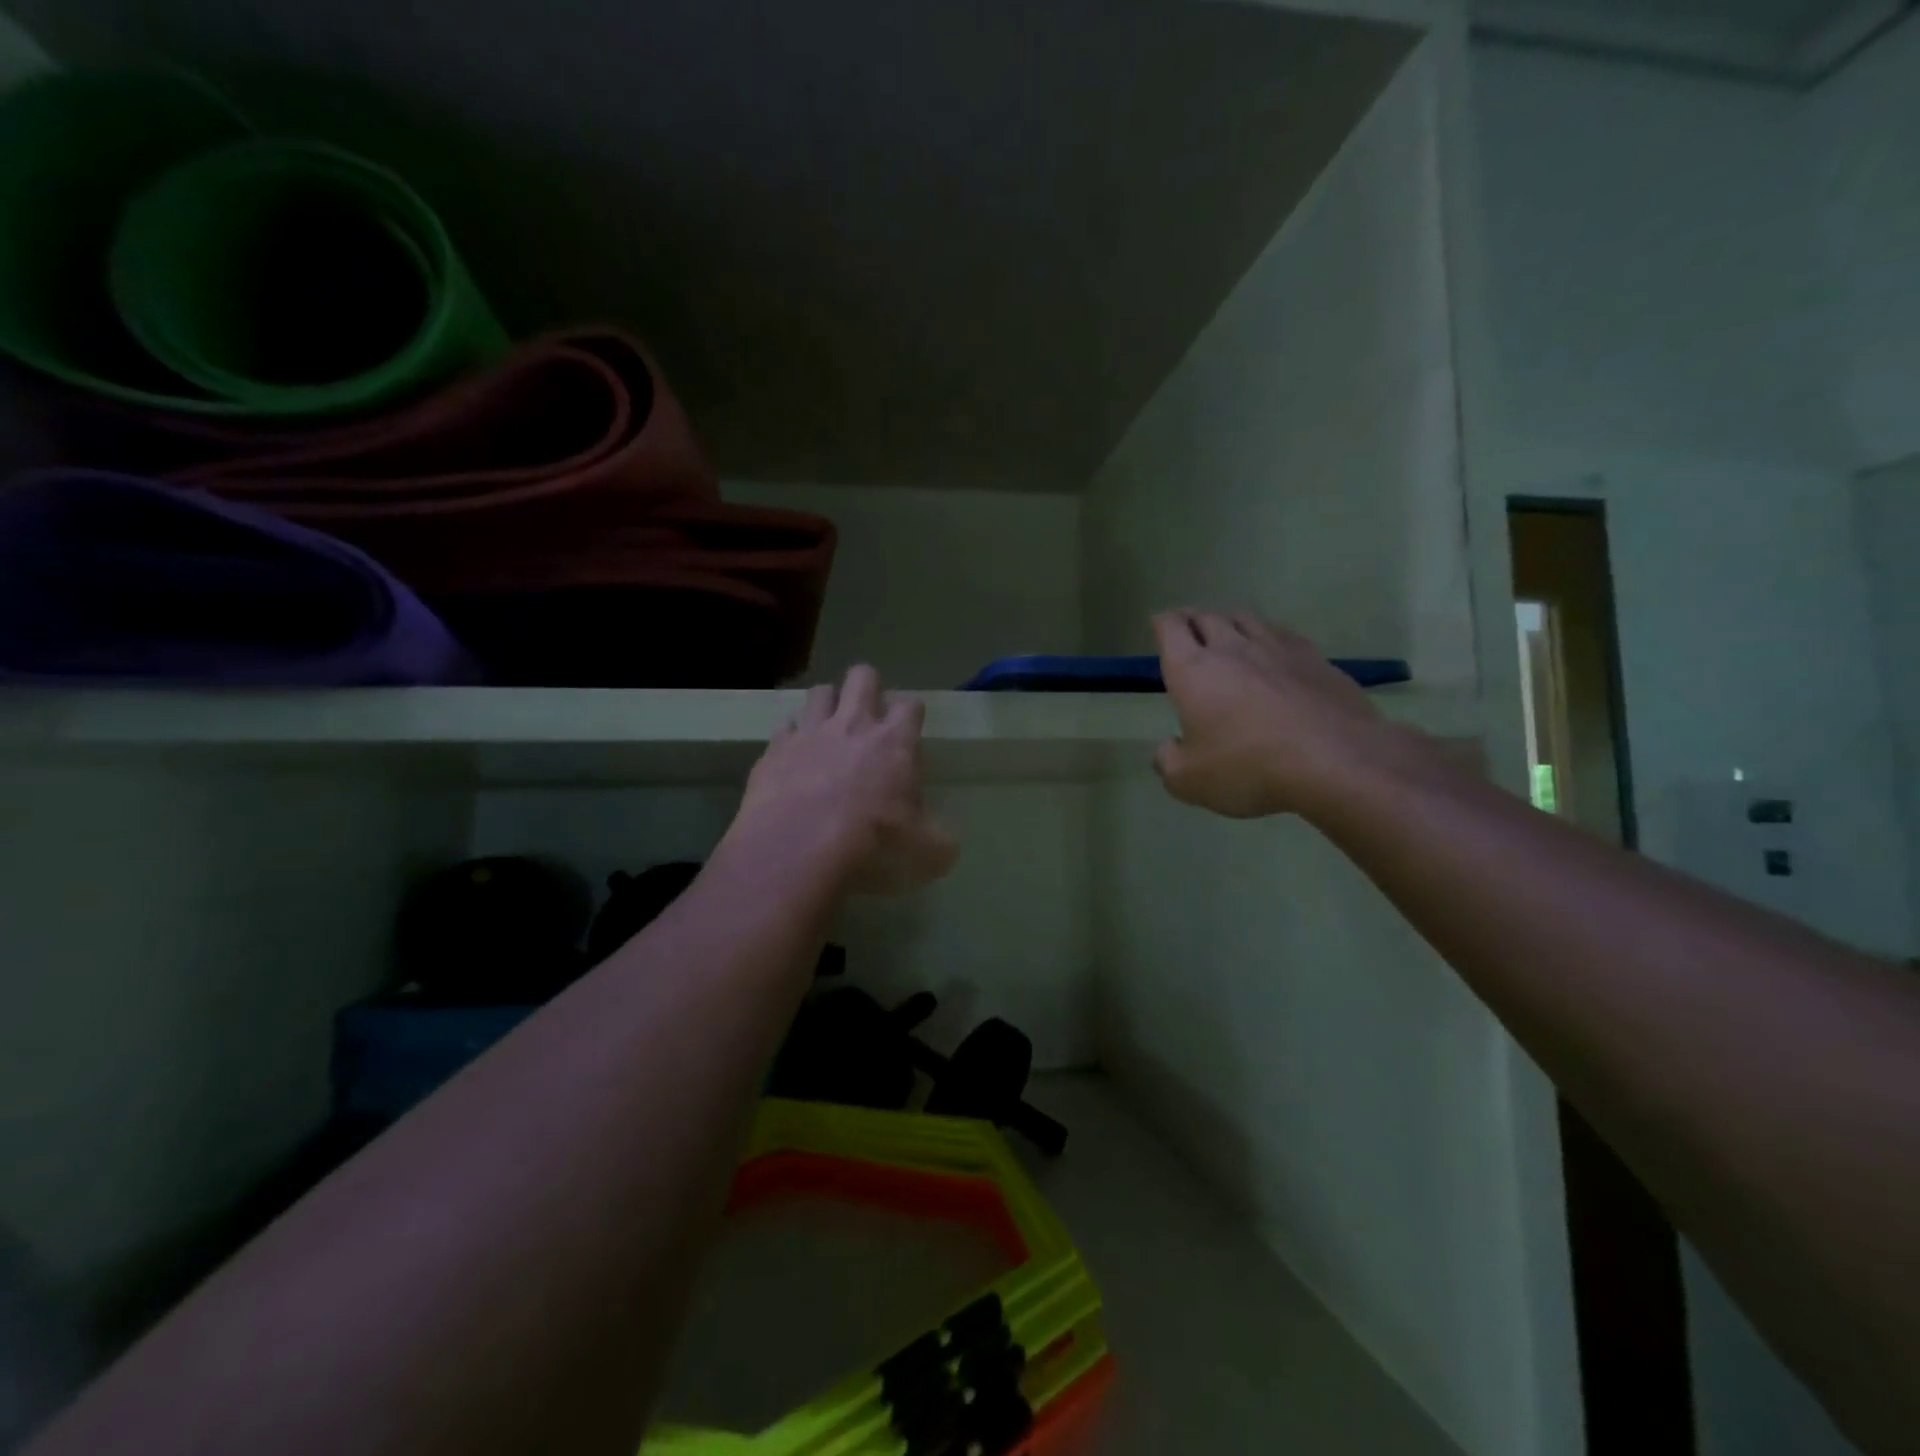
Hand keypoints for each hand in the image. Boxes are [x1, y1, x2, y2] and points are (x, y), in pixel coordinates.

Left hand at [733, 665, 958, 895]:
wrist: (797, 850)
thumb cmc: (871, 845)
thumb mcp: (923, 853)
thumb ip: (939, 842)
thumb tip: (947, 845)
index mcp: (895, 743)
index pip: (910, 705)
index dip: (910, 713)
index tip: (909, 730)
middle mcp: (854, 725)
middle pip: (863, 677)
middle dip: (868, 687)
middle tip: (869, 715)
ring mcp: (810, 732)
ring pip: (820, 691)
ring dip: (827, 704)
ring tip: (829, 727)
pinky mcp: (775, 749)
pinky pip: (784, 726)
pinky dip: (791, 735)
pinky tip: (794, 754)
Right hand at [1153, 609, 1405, 819]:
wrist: (1336, 761)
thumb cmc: (1248, 767)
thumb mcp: (1189, 781)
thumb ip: (1168, 761)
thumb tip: (1167, 748)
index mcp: (1193, 670)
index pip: (1170, 627)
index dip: (1161, 623)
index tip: (1159, 627)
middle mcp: (1231, 648)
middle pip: (1207, 616)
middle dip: (1192, 620)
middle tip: (1188, 632)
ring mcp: (1277, 649)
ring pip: (1246, 619)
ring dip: (1231, 623)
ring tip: (1229, 636)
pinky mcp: (1316, 659)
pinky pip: (1283, 635)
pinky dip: (1269, 639)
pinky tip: (1274, 655)